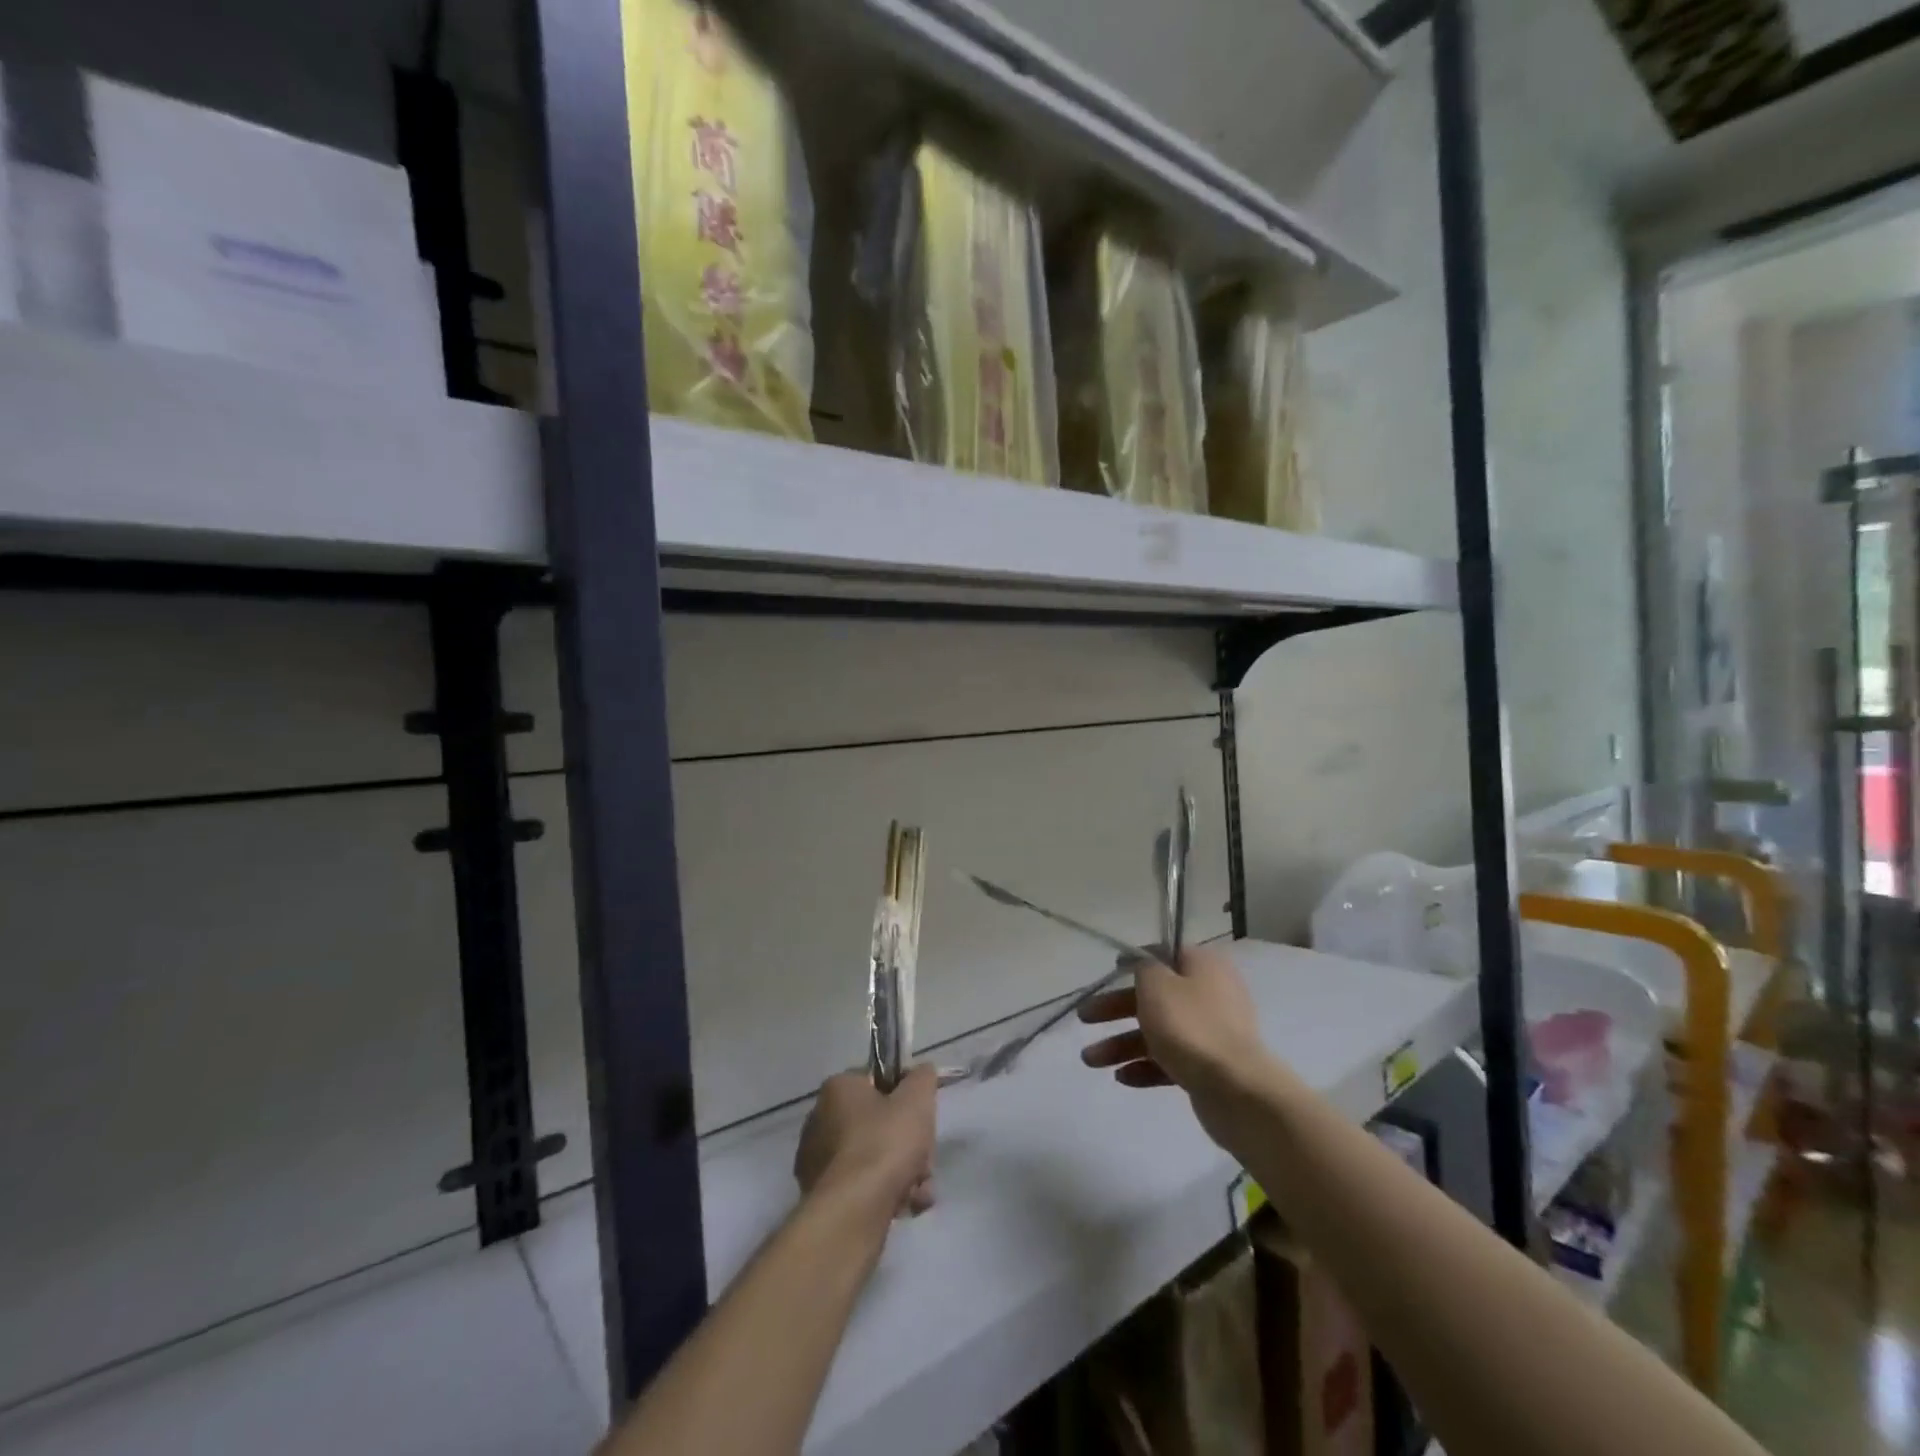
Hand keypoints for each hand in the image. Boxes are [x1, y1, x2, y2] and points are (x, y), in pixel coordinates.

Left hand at [794, 1066, 937, 1218]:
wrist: (853, 1211)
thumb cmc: (884, 1143)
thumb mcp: (916, 1099)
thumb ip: (923, 1078)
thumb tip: (922, 1072)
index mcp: (838, 1088)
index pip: (878, 1081)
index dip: (905, 1097)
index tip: (922, 1116)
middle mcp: (821, 1119)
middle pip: (880, 1124)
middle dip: (909, 1143)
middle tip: (924, 1158)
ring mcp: (819, 1161)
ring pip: (875, 1158)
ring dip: (904, 1172)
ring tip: (920, 1190)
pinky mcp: (822, 1197)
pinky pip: (862, 1186)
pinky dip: (886, 1194)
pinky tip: (907, 1206)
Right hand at [1077, 944, 1267, 1101]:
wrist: (1237, 1091)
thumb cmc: (1191, 1026)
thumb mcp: (1157, 984)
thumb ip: (1144, 968)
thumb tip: (1146, 967)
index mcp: (1204, 967)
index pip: (1165, 954)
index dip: (1136, 960)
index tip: (1111, 969)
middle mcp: (1210, 995)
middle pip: (1155, 997)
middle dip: (1116, 1009)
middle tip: (1085, 1018)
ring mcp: (1211, 1034)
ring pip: (1158, 1032)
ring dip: (1122, 1044)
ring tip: (1090, 1061)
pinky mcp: (1209, 1069)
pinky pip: (1170, 1061)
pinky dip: (1145, 1066)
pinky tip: (1122, 1078)